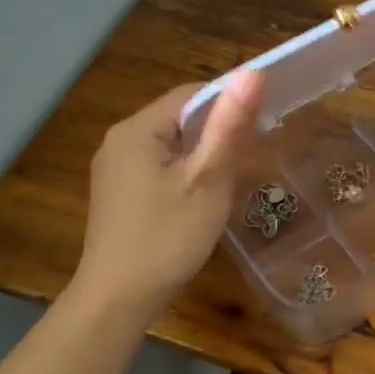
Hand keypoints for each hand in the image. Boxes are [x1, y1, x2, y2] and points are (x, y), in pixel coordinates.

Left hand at [68, 71, 264, 327]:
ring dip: (202, 156)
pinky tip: (199, 201)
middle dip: (216, 134)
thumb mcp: (207, 180)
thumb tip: (253, 72)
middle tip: (248, 161)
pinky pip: (158, 167)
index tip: (260, 128)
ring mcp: (114, 168)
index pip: (192, 94)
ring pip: (171, 145)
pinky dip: (184, 174)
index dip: (229, 105)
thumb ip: (230, 125)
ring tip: (227, 183)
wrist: (117, 301)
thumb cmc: (166, 238)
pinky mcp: (118, 193)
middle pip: (180, 118)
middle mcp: (119, 140)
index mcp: (137, 129)